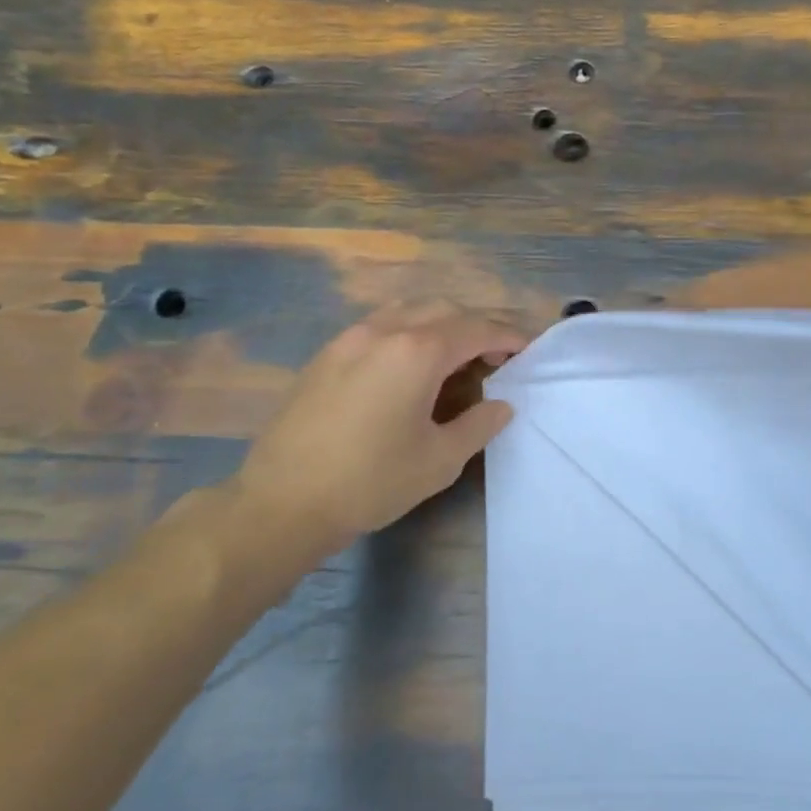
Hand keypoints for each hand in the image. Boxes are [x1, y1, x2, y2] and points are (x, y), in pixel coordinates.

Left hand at [197, 301, 527, 585]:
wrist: (282, 501)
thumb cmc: (371, 482)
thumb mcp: (440, 460)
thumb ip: (478, 425)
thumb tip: (501, 405)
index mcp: (417, 352)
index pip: (476, 329)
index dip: (507, 336)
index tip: (527, 348)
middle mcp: (384, 331)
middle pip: (443, 309)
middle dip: (476, 325)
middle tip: (495, 355)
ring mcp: (349, 339)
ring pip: (407, 310)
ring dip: (439, 324)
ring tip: (454, 356)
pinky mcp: (326, 355)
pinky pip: (378, 326)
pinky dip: (407, 332)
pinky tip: (409, 366)